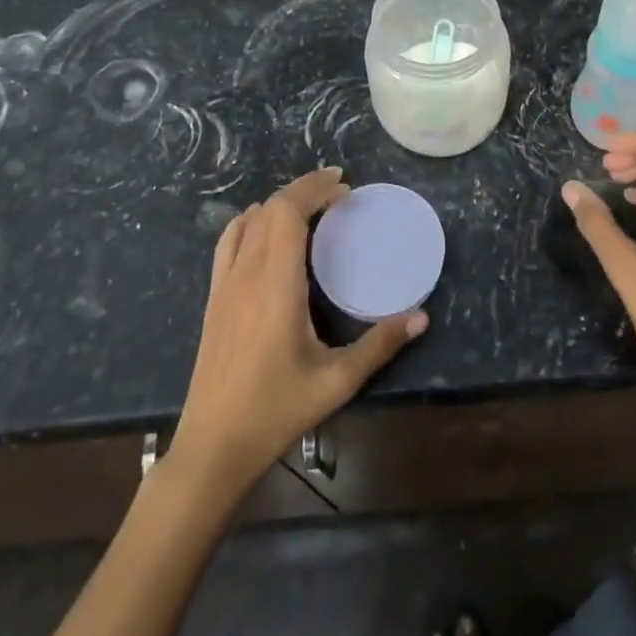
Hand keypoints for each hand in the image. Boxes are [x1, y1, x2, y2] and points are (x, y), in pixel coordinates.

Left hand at [171, 167, 427, 498]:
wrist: (213, 447)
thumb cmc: (276, 411)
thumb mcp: (337, 381)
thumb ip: (380, 345)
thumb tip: (421, 317)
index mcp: (276, 284)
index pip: (288, 211)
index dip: (315, 189)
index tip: (345, 188)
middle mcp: (247, 273)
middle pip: (271, 208)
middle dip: (304, 189)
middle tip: (338, 191)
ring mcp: (225, 284)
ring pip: (249, 220)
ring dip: (280, 203)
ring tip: (311, 205)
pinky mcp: (214, 298)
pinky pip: (228, 242)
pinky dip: (250, 221)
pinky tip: (265, 229)